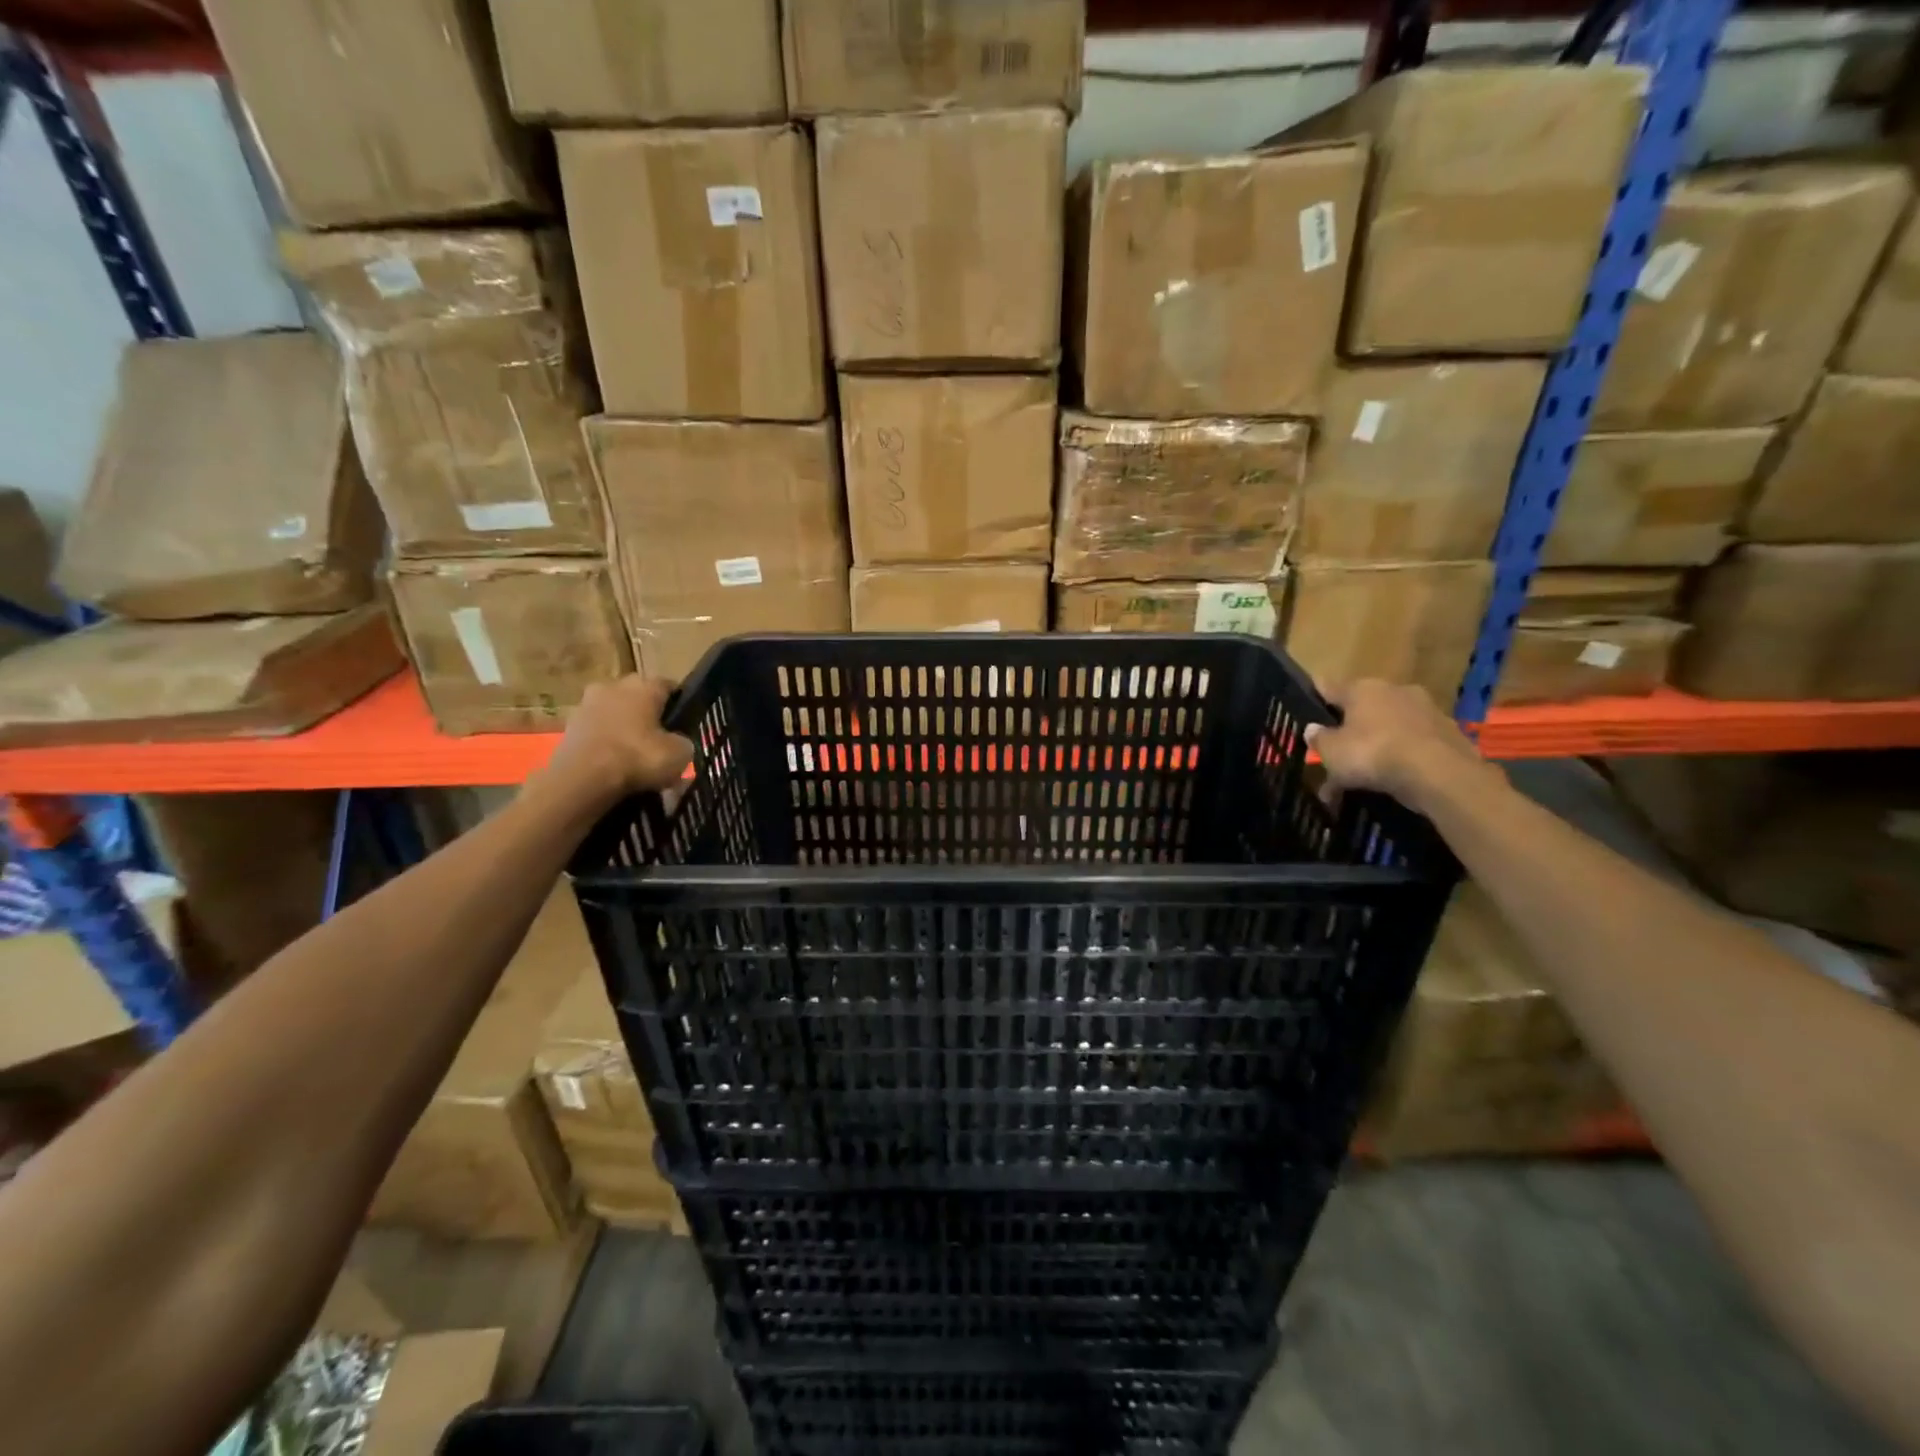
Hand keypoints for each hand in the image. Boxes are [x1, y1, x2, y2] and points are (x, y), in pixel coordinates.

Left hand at [546, 676, 694, 799]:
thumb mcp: (680, 754)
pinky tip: (613, 767)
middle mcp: (614, 686)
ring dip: (623, 730)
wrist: (582, 779)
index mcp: (644, 685)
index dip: (679, 705)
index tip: (684, 725)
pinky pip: (596, 733)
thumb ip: (683, 742)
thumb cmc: (638, 757)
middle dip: (648, 716)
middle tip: (658, 743)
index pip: (669, 687)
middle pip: (638, 698)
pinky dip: (605, 745)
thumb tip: (678, 743)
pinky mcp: (567, 727)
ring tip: (634, 759)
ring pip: (615, 715)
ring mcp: (586, 705)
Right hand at [1305, 679, 1484, 805]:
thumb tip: (1313, 729)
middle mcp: (1395, 691)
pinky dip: (1400, 761)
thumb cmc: (1373, 753)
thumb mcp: (1332, 752)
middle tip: (1335, 755)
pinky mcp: (1449, 735)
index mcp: (1363, 688)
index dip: (1316, 697)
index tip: (1306, 707)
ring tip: (1360, 779)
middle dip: (1349, 731)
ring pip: (1389, 730)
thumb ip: (1319, 739)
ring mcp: (1426, 711)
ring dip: (1375, 749)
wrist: (1439, 774)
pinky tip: (1389, 784)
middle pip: (1363, 709)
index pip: (1330, 686)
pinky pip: (1412, 747)